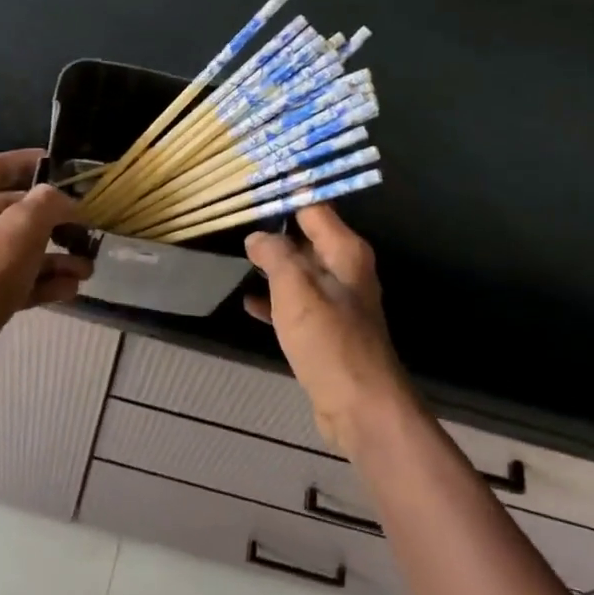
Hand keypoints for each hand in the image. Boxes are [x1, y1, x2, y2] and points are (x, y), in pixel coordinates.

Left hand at [0, 150, 92, 388]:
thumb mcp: (19, 232)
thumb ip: (47, 204)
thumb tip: (62, 199)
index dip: (29, 162)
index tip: (61, 166)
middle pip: (6, 212)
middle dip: (50, 223)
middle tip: (84, 228)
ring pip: (9, 251)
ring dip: (50, 257)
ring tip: (86, 268)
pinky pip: (4, 280)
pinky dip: (35, 282)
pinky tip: (69, 290)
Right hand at [244, 206, 412, 455]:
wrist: (360, 405)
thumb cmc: (329, 341)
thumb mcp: (296, 290)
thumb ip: (276, 255)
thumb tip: (258, 236)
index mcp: (345, 251)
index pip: (314, 207)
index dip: (284, 196)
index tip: (250, 189)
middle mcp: (345, 270)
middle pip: (306, 238)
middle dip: (273, 230)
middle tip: (233, 220)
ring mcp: (337, 301)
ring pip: (298, 272)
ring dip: (271, 266)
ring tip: (235, 255)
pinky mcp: (326, 329)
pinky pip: (296, 304)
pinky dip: (274, 300)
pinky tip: (248, 302)